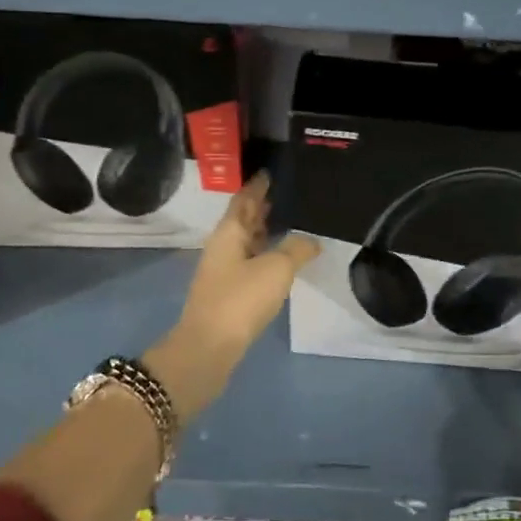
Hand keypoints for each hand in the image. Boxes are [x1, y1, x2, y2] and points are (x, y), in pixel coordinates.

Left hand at [145, 174, 317, 419]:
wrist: (209, 348)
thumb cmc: (241, 299)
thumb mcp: (276, 269)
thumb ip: (296, 250)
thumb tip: (311, 241)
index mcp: (229, 233)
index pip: (244, 200)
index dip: (257, 186)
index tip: (270, 172)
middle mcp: (223, 247)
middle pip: (243, 220)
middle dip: (261, 206)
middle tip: (286, 193)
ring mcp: (223, 271)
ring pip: (246, 242)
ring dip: (264, 231)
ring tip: (288, 221)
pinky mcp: (229, 293)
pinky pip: (250, 262)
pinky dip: (265, 253)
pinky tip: (281, 259)